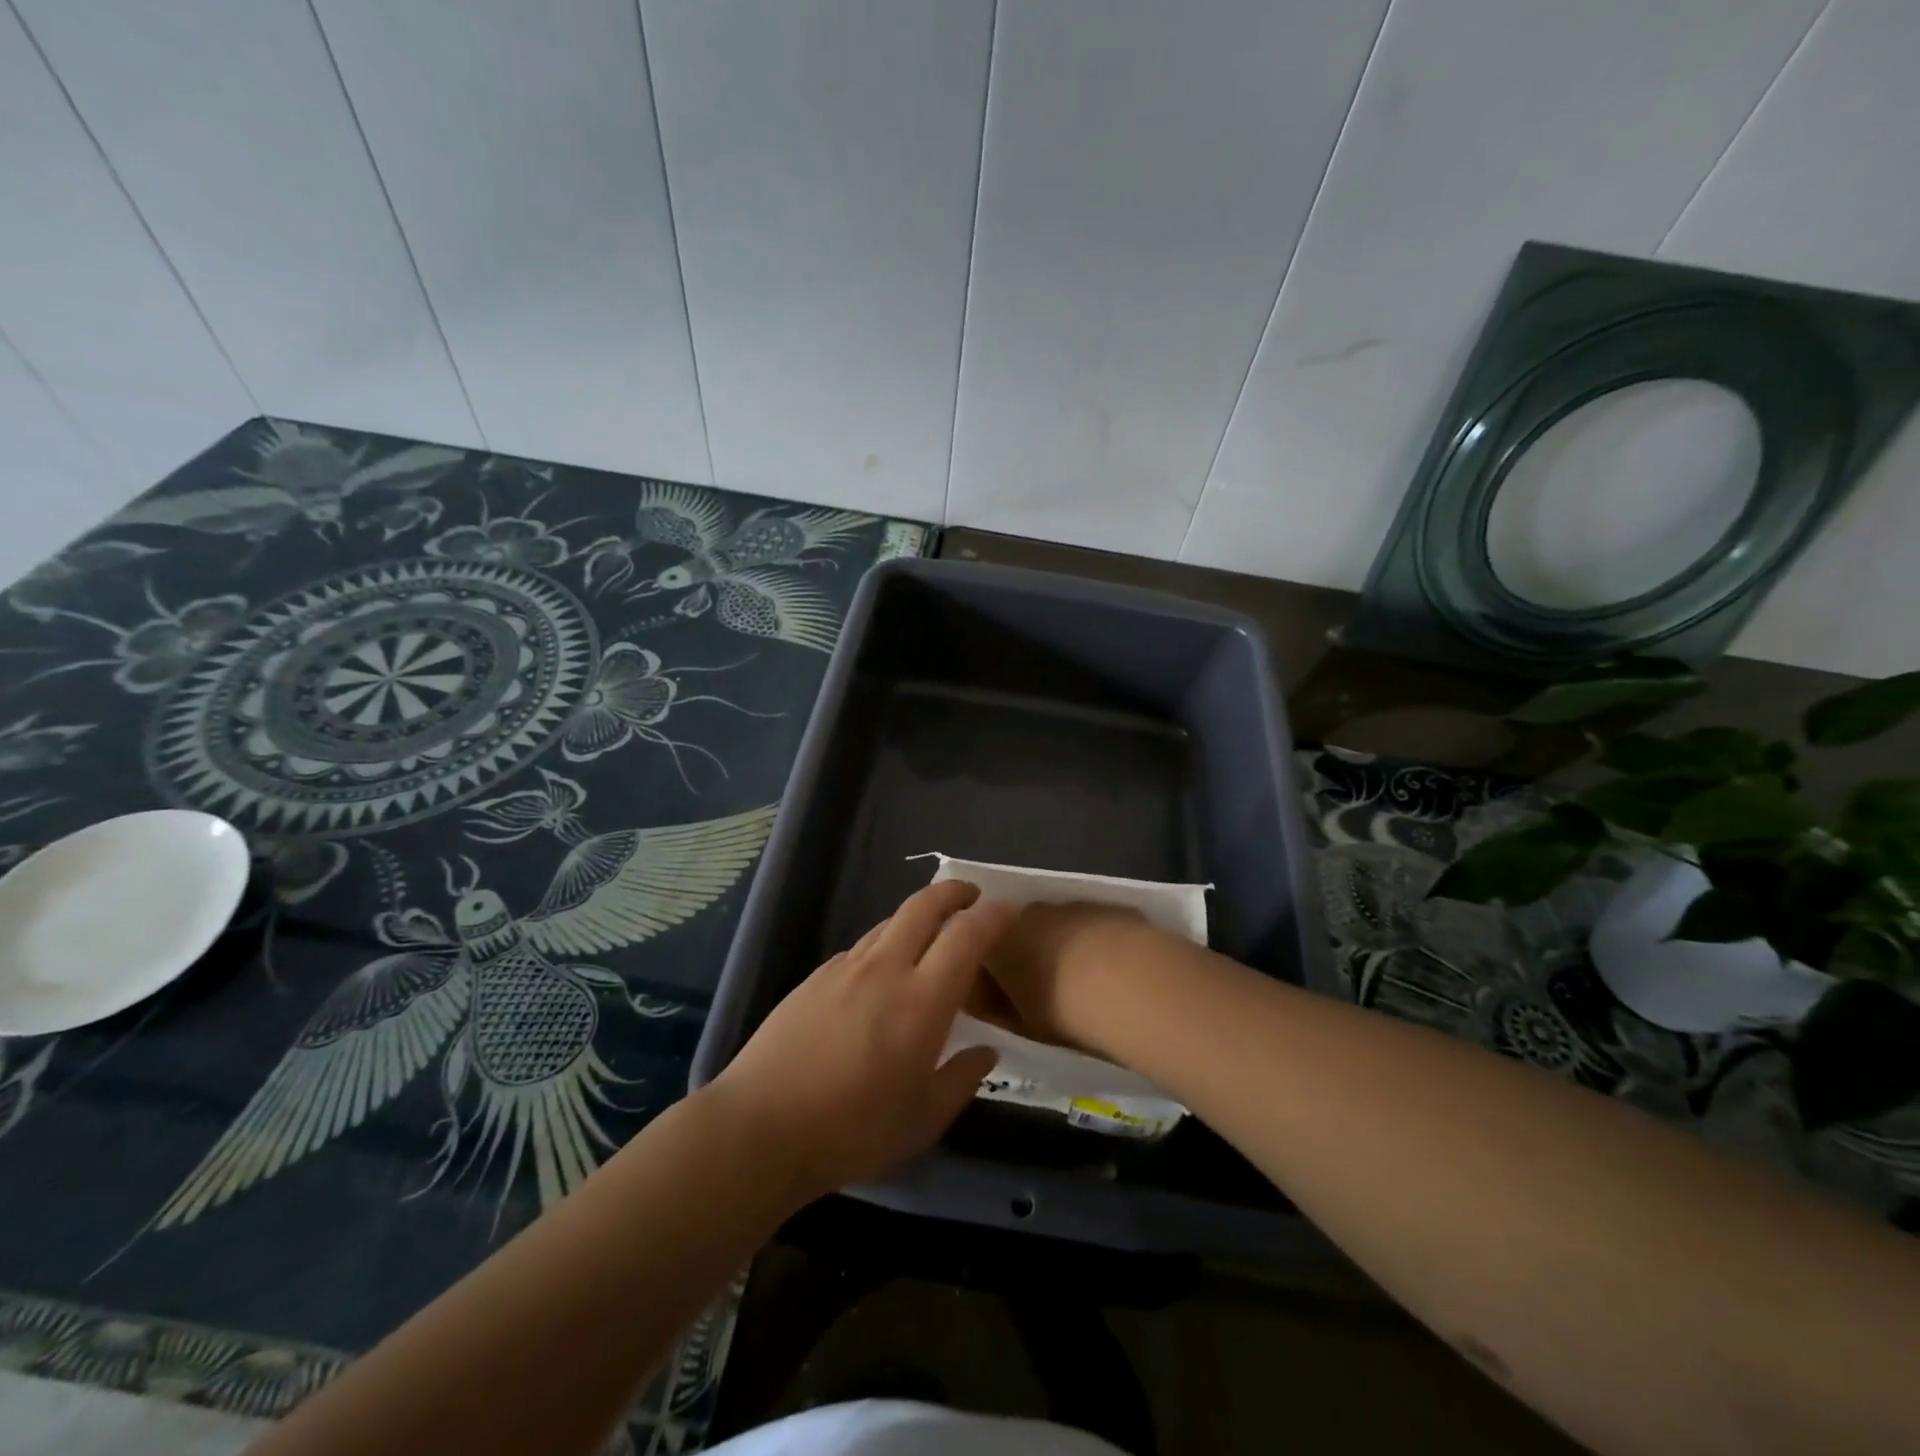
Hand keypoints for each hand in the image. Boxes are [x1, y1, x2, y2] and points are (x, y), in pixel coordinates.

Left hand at [707, 881, 1012, 1203]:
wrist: (760, 1127)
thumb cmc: (852, 1130)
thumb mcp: (922, 1121)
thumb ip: (961, 1079)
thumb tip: (986, 1051)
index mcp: (922, 1000)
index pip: (966, 935)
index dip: (992, 915)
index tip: (1008, 910)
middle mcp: (886, 969)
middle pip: (923, 906)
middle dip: (953, 891)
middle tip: (971, 896)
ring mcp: (845, 968)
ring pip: (890, 922)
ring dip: (917, 917)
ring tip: (930, 935)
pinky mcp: (815, 977)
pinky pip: (862, 947)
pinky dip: (884, 944)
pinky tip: (881, 974)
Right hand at [978, 902, 1161, 1056]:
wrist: (1133, 984)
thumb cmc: (1066, 1012)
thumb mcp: (1022, 1025)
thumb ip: (998, 1008)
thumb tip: (989, 1001)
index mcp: (996, 942)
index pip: (979, 951)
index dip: (989, 974)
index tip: (1002, 997)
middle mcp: (1027, 913)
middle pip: (1017, 931)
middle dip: (1024, 954)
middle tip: (1043, 989)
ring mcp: (1068, 905)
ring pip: (1055, 925)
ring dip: (1060, 945)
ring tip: (1081, 981)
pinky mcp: (1104, 905)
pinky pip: (1088, 924)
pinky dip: (1093, 941)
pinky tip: (1112, 968)